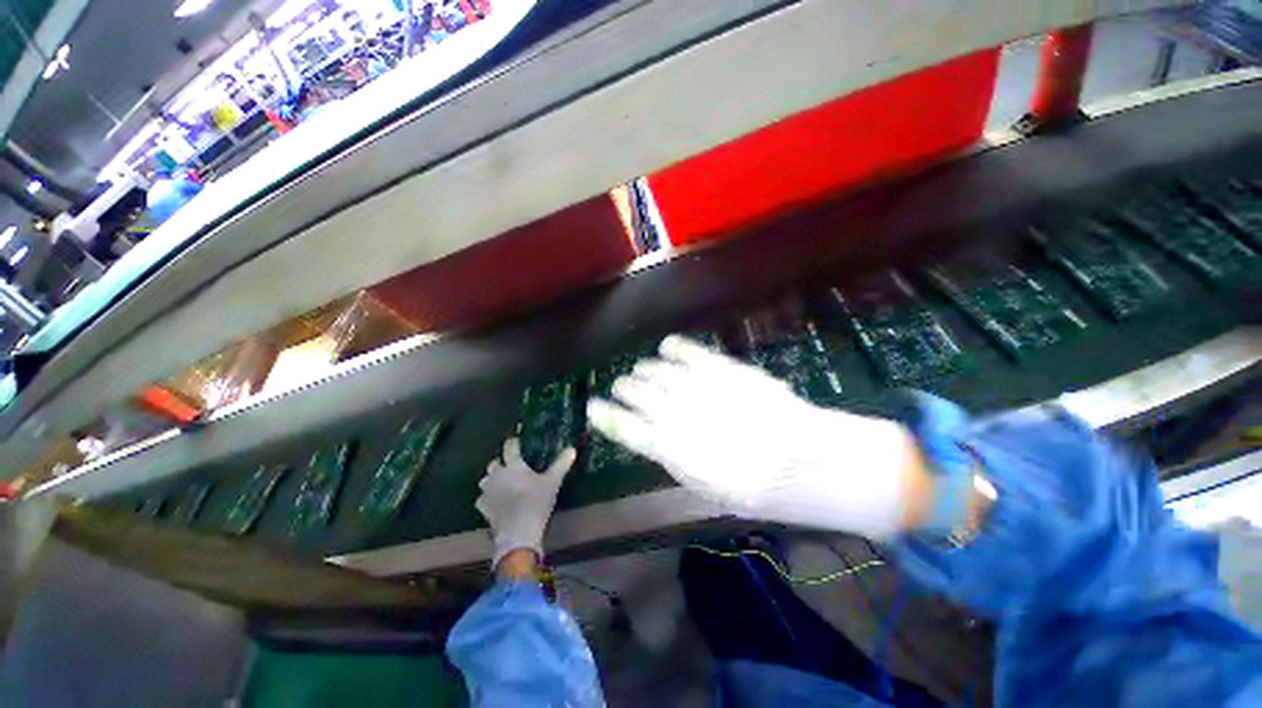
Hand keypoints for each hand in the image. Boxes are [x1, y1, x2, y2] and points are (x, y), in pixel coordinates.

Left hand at [476, 438, 575, 567]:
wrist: (518, 532)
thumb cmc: (536, 502)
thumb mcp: (553, 482)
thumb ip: (561, 464)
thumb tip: (571, 449)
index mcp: (513, 465)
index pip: (510, 446)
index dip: (513, 442)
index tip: (517, 441)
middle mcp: (497, 475)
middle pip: (494, 463)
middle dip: (501, 463)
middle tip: (512, 466)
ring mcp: (488, 492)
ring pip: (485, 480)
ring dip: (492, 479)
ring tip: (503, 483)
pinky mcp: (483, 508)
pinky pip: (482, 498)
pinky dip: (487, 497)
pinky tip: (495, 501)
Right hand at [586, 335, 924, 539]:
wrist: (798, 460)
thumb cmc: (750, 487)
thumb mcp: (701, 486)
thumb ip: (671, 457)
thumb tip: (653, 439)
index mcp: (666, 448)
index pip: (622, 427)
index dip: (604, 415)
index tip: (593, 407)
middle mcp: (674, 413)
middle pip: (636, 393)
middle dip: (623, 389)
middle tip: (621, 386)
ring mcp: (696, 387)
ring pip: (656, 371)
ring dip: (644, 370)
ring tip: (640, 370)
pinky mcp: (719, 368)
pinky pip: (688, 352)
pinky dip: (673, 348)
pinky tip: (666, 347)